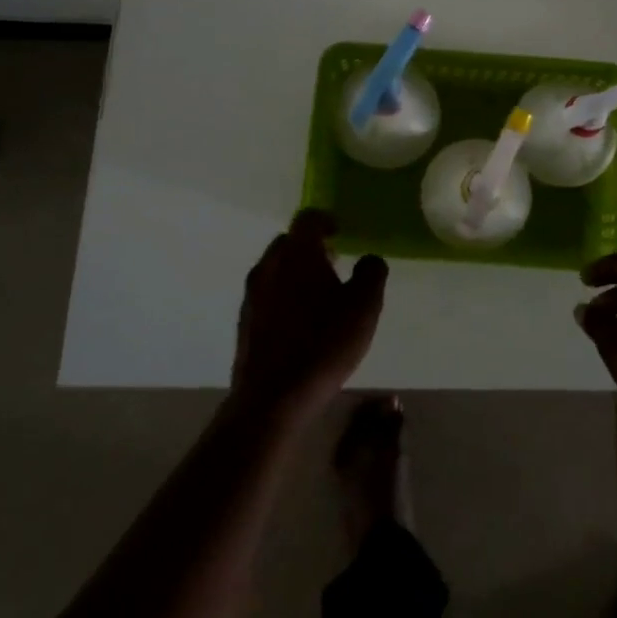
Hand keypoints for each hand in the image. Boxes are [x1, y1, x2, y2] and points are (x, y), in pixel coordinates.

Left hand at [232, 209, 387, 427]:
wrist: (272, 398)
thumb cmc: (323, 343)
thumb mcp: (364, 306)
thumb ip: (371, 273)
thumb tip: (369, 259)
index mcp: (297, 253)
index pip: (308, 218)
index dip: (326, 220)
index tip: (341, 231)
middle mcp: (269, 265)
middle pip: (288, 242)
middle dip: (310, 247)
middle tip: (334, 262)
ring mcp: (252, 295)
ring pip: (276, 269)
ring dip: (296, 273)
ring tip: (321, 295)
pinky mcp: (244, 323)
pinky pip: (267, 295)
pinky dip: (284, 296)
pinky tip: (302, 322)